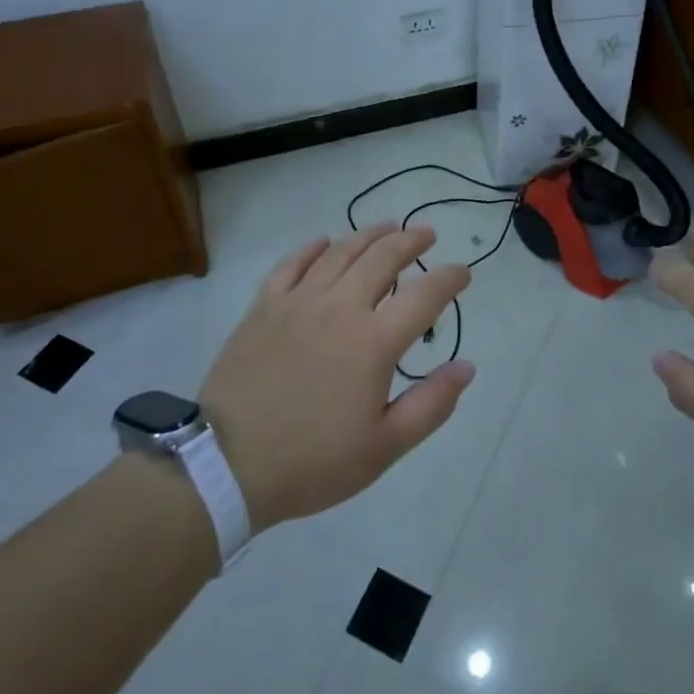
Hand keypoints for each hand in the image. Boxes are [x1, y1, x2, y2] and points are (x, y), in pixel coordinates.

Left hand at [200, 224, 475, 531]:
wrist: (226, 466)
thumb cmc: (312, 461)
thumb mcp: (384, 448)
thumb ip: (431, 404)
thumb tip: (467, 366)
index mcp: (374, 342)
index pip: (425, 295)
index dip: (450, 278)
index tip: (463, 273)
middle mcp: (340, 307)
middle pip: (383, 257)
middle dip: (411, 240)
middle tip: (426, 234)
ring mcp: (298, 301)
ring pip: (340, 252)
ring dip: (369, 235)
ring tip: (387, 227)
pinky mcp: (264, 306)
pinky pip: (292, 264)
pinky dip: (313, 248)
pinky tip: (324, 242)